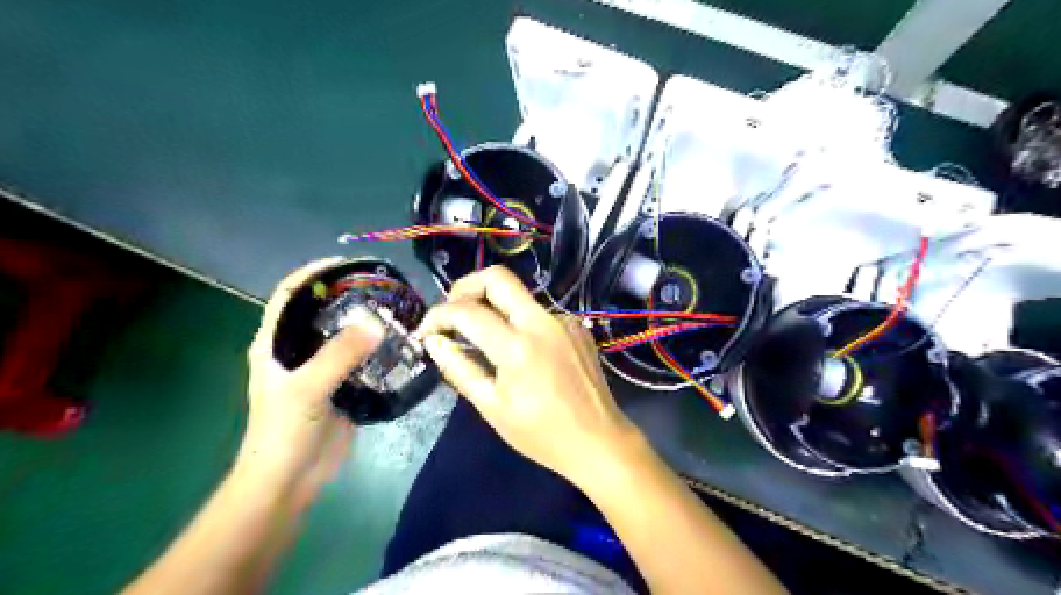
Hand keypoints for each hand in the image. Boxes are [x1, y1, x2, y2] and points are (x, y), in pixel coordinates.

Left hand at [242, 258, 384, 500]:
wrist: (290, 480)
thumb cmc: (284, 431)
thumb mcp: (307, 388)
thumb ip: (340, 354)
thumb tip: (376, 323)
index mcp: (275, 344)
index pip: (289, 295)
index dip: (312, 274)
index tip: (345, 264)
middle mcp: (297, 351)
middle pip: (321, 313)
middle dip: (347, 297)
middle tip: (380, 288)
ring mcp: (320, 370)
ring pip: (344, 337)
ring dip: (366, 324)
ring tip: (395, 311)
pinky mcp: (341, 388)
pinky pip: (361, 361)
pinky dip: (377, 350)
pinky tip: (398, 344)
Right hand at [420, 268, 641, 485]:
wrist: (599, 441)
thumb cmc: (541, 434)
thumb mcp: (493, 408)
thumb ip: (460, 369)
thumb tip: (434, 341)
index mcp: (518, 347)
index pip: (467, 311)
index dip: (438, 315)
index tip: (427, 330)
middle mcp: (542, 322)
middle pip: (498, 277)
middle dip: (466, 287)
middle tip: (453, 312)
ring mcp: (564, 320)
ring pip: (519, 295)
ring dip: (493, 305)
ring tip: (480, 335)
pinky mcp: (576, 326)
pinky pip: (538, 312)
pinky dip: (519, 321)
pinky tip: (519, 349)